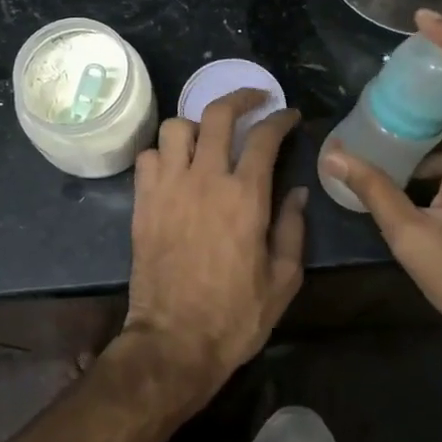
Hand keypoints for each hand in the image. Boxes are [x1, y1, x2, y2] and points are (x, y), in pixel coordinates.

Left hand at [122, 90, 306, 408]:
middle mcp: (205, 179)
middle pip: (217, 115)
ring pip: (175, 128)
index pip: (264, 137)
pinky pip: (147, 157)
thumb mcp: (283, 280)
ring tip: (208, 137)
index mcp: (246, 197)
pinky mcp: (143, 203)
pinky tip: (176, 166)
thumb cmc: (235, 316)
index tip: (289, 115)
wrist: (173, 343)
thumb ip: (293, 229)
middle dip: (239, 98)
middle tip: (254, 100)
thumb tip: (298, 193)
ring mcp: (168, 188)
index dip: (280, 118)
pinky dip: (163, 153)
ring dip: (196, 124)